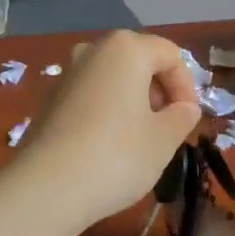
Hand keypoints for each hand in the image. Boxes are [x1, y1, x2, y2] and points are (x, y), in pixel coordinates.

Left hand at [16, 31, 201, 225]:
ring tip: (140, 138)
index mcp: (126, 48)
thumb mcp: (163, 139)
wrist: (46, 187)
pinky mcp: (50, 98)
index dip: (187, 86)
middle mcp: (94, 50)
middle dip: (159, 90)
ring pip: (113, 77)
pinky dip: (107, 110)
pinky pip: (91, 94)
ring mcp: (67, 72)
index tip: (188, 120)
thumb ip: (182, 117)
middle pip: (140, 60)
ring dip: (133, 100)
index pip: (171, 55)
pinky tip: (109, 145)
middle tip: (168, 127)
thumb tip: (184, 109)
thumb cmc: (117, 155)